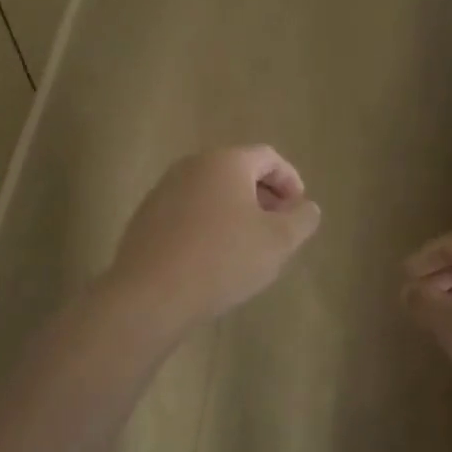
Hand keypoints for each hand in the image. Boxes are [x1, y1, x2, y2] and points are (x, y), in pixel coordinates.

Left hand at [105, 146, 321, 332]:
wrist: (151, 294)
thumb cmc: (223, 259)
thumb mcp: (278, 241)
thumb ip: (302, 219)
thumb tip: (306, 207)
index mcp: (226, 162)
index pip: (268, 158)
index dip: (290, 181)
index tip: (298, 211)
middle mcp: (192, 166)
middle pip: (237, 171)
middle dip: (263, 196)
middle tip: (277, 228)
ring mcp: (164, 190)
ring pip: (211, 192)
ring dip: (235, 211)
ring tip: (247, 246)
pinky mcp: (146, 217)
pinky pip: (188, 211)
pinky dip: (208, 224)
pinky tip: (213, 257)